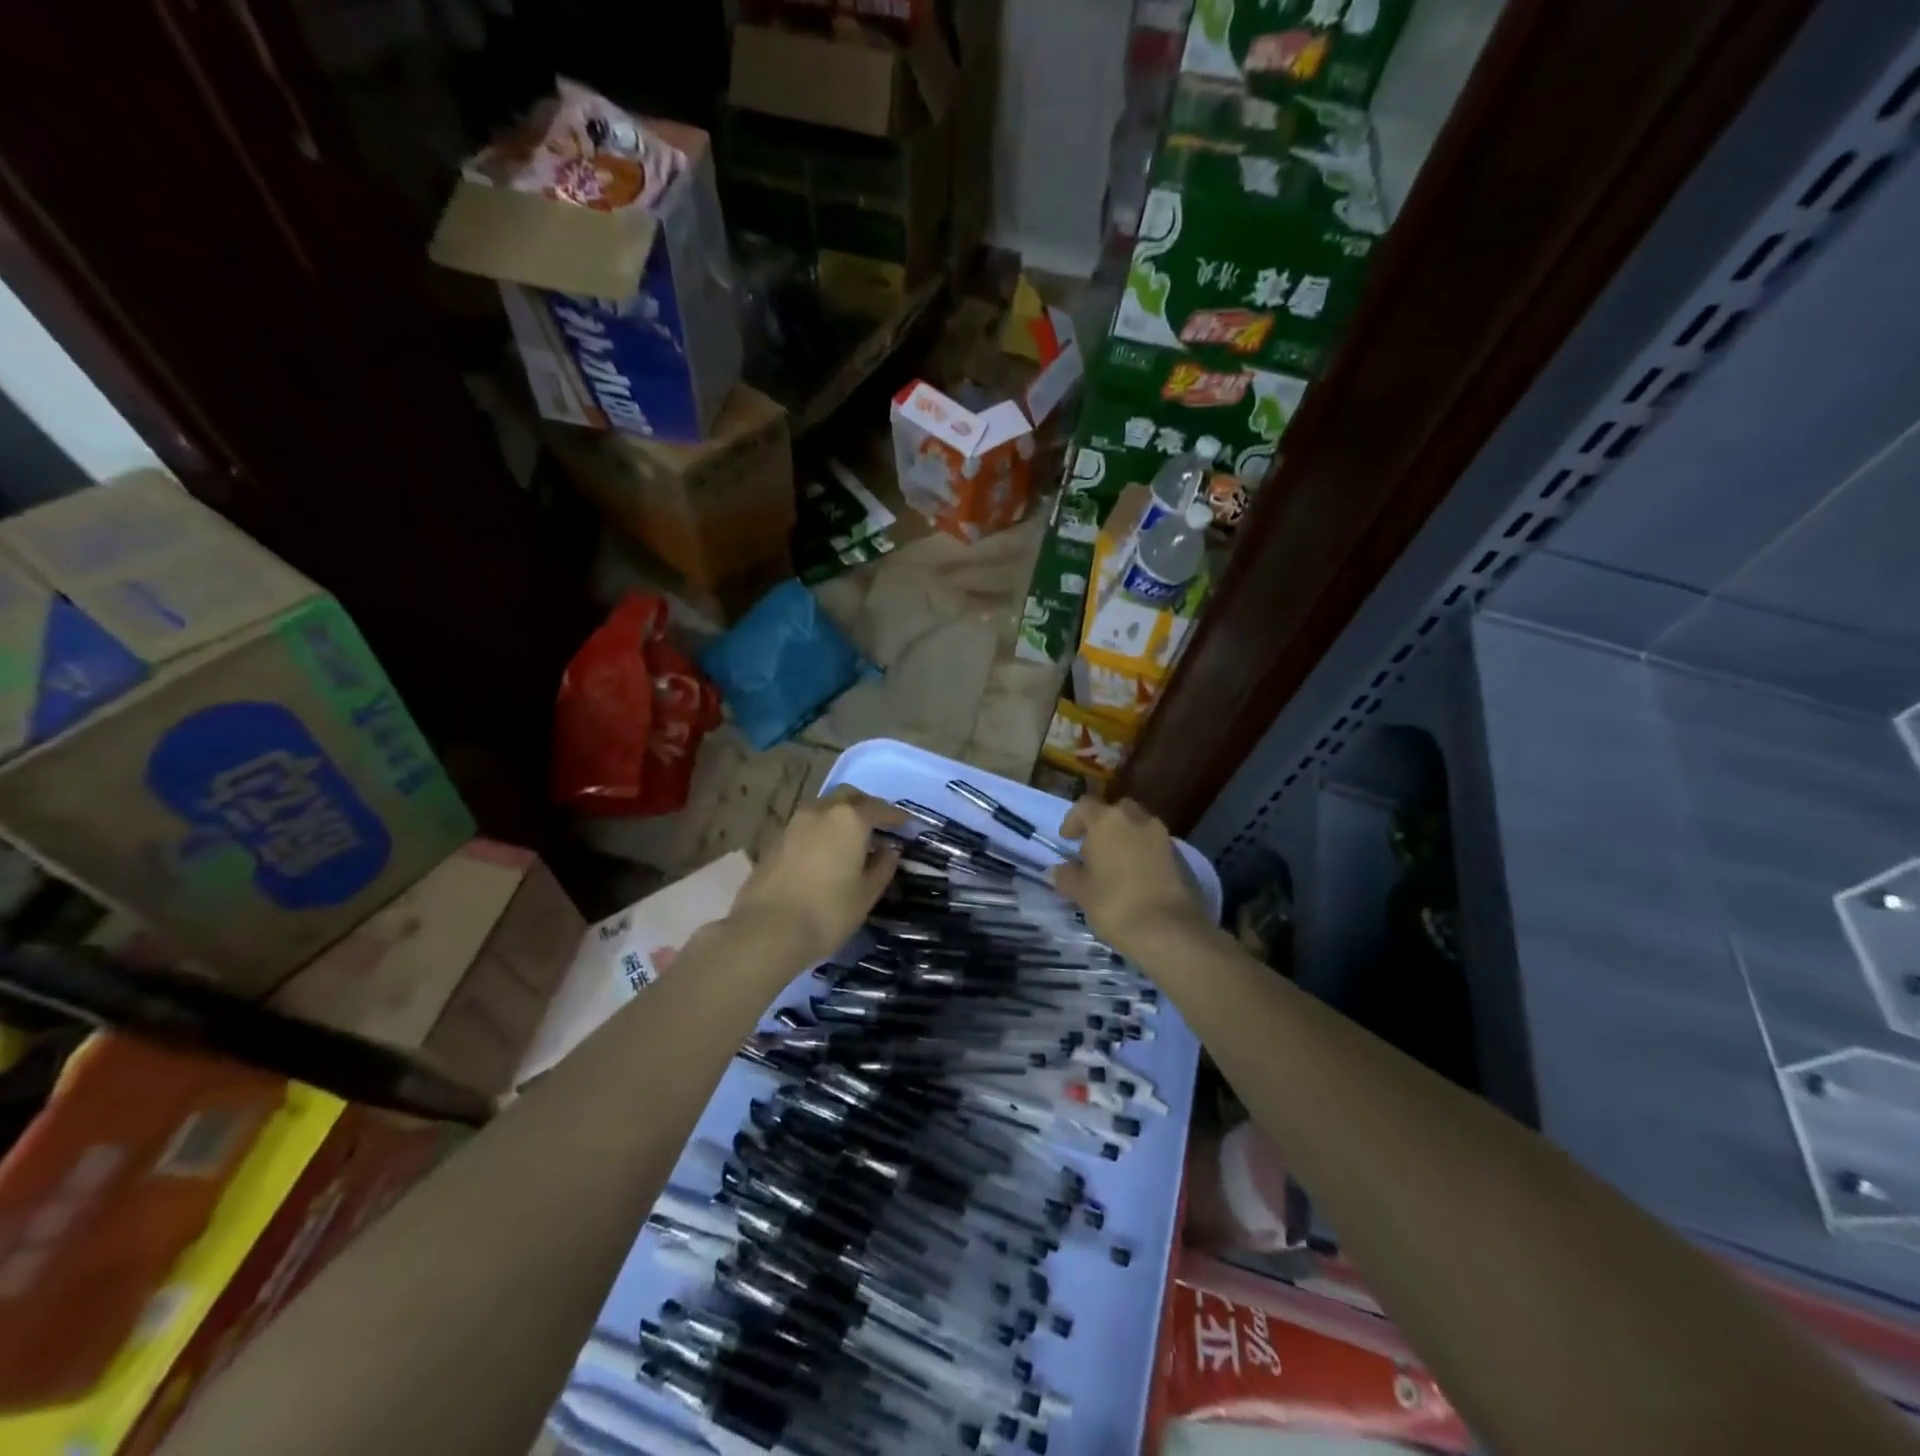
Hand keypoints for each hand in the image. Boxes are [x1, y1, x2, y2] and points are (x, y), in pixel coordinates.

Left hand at [727, 787, 903, 971]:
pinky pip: (807, 825)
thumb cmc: (828, 911)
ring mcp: (794, 823)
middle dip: (866, 806)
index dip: (896, 816)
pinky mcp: (776, 840)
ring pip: (825, 808)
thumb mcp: (866, 894)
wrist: (767, 930)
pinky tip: (826, 852)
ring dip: (841, 816)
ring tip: (852, 839)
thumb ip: (882, 867)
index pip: (879, 808)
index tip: (907, 824)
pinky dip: (822, 830)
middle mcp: (821, 811)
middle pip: (849, 797)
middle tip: (878, 825)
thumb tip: (889, 851)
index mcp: (849, 819)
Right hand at [1053, 797, 1212, 955]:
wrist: (1170, 931)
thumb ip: (1067, 876)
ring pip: (1139, 828)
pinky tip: (1137, 880)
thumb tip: (1060, 869)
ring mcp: (1163, 837)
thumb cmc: (1115, 904)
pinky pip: (1155, 847)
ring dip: (1125, 840)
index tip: (1067, 840)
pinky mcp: (1181, 857)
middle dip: (1104, 826)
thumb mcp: (1081, 893)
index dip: (1073, 821)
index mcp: (1108, 821)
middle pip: (1116, 812)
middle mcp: (1137, 819)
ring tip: (1115, 869)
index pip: (1084, 806)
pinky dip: (1144, 855)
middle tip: (1093, 851)